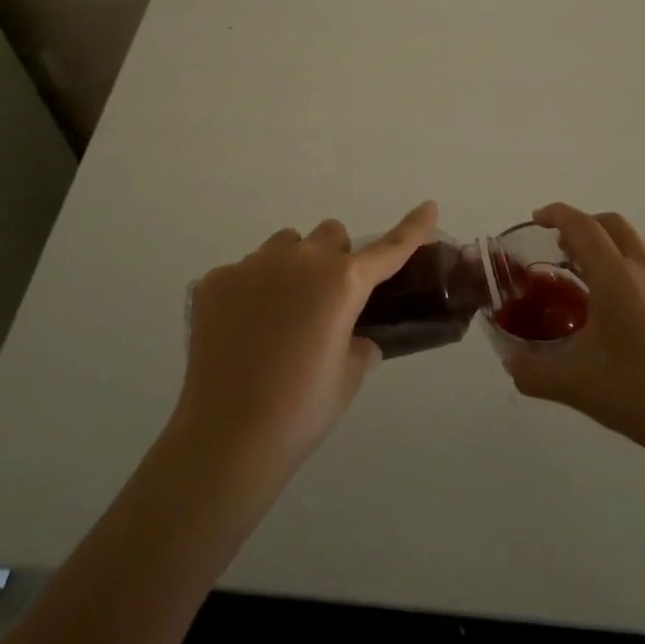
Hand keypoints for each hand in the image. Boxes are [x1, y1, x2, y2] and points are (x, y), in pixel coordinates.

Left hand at [176, 201, 438, 477]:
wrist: (227, 436)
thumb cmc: (302, 409)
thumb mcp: (349, 375)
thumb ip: (359, 343)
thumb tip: (353, 337)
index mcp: (342, 281)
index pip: (387, 249)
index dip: (412, 228)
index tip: (429, 207)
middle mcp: (299, 259)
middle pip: (329, 235)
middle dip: (334, 259)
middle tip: (326, 302)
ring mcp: (252, 265)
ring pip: (284, 246)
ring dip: (292, 266)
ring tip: (280, 314)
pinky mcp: (215, 280)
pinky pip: (244, 271)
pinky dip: (251, 291)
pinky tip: (242, 331)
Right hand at [500, 203, 644, 452]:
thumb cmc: (635, 394)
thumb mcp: (572, 384)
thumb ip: (531, 371)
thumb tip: (509, 362)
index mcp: (616, 278)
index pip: (582, 226)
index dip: (557, 214)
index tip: (539, 219)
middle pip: (613, 225)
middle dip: (586, 226)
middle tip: (566, 251)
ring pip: (641, 250)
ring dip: (616, 254)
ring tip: (601, 288)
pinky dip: (643, 280)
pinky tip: (640, 319)